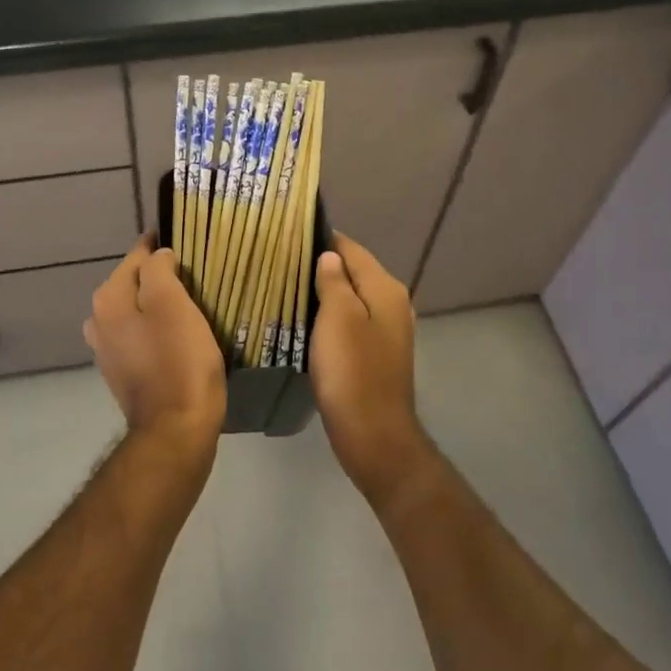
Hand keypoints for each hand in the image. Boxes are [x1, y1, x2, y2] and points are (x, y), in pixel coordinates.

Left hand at [85, 235, 226, 457]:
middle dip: (159, 276)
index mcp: (109, 299)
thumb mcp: (173, 303)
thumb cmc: (179, 361)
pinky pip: (140, 337)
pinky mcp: (123, 373)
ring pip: (137, 311)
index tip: (186, 241)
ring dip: (158, 305)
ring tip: (190, 304)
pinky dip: (157, 330)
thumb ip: (159, 269)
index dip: (161, 247)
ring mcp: (108, 350)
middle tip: (194, 274)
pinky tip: (179, 336)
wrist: (176, 431)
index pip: (137, 256)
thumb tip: (158, 256)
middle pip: (134, 284)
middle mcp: (99, 321)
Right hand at [309, 234, 432, 510]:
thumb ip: (334, 282)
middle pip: (352, 272)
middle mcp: (392, 303)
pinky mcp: (375, 353)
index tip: (287, 234)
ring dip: (322, 292)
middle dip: (320, 265)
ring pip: (350, 298)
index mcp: (385, 289)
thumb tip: (329, 256)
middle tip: (279, 260)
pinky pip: (349, 322)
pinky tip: (303, 320)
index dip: (322, 238)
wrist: (373, 436)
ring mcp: (386, 331)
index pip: (351, 249)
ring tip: (284, 285)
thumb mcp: (338, 320)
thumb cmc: (353, 373)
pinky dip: (328, 316)